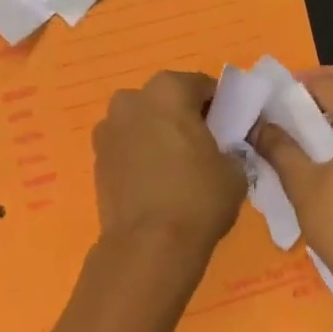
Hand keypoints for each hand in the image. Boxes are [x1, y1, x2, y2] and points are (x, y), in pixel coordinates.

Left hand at [91, 70, 246, 295]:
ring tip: (176, 166)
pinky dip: (139, 154)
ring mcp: (108, 128)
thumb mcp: (235, 168)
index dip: (219, 105)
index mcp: (168, 90)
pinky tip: (154, 181)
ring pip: (142, 121)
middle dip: (183, 115)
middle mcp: (132, 99)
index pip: (201, 85)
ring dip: (157, 133)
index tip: (229, 128)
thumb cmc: (198, 198)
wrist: (149, 245)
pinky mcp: (96, 157)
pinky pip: (126, 145)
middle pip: (166, 99)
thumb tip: (224, 147)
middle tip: (203, 145)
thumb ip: (231, 145)